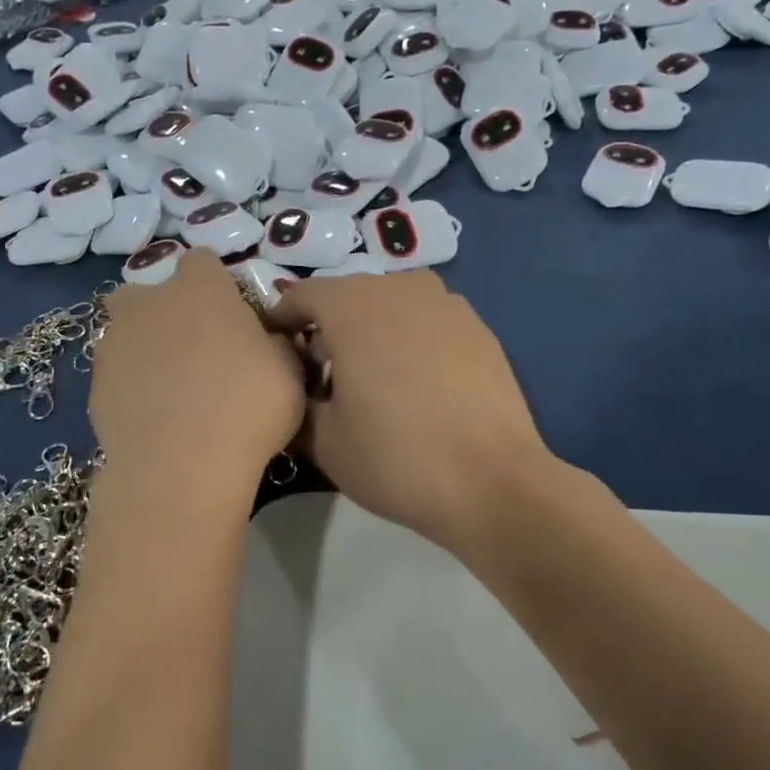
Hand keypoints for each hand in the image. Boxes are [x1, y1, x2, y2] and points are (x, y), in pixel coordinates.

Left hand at [90, 250, 304, 484]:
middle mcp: (150, 303)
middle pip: (149, 292)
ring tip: (169, 387)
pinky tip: (152, 417)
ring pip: (125, 331)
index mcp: (200, 288)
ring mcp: (115, 342)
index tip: (231, 316)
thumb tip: (265, 338)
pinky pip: (116, 374)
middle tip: (194, 350)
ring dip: (143, 347)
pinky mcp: (95, 383)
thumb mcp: (289, 371)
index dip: (216, 285)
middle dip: (165, 311)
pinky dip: (130, 387)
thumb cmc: (248, 407)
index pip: (202, 262)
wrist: (181, 467)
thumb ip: (274, 342)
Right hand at [269, 271, 552, 556]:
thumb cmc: (395, 457)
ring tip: (373, 382)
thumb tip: (298, 389)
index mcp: (352, 305)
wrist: (492, 482)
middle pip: (347, 298)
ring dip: (371, 333)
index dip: (281, 324)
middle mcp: (399, 287)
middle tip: (322, 378)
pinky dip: (410, 341)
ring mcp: (445, 303)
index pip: (300, 297)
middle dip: (327, 330)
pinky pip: (426, 322)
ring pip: (389, 307)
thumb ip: (296, 401)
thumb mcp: (322, 440)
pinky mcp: (478, 327)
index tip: (277, 356)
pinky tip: (417, 386)